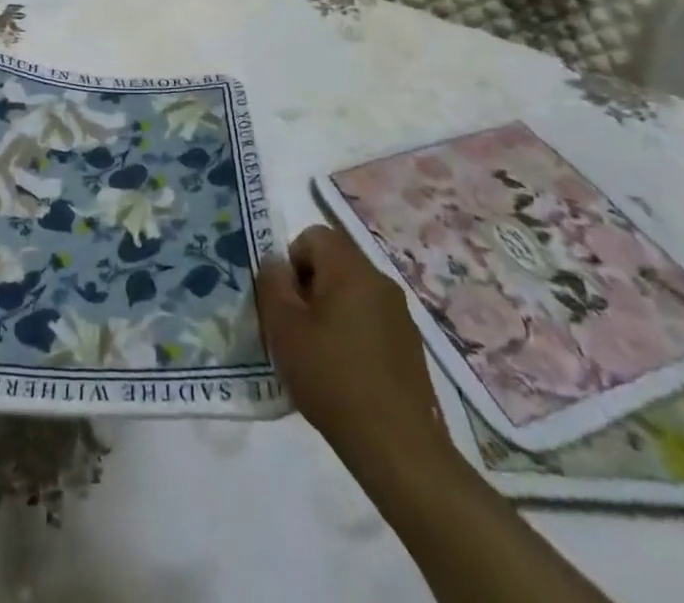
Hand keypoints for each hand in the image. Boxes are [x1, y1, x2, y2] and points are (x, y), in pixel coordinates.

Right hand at [257, 223, 450, 485]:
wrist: (399, 448)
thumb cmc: (333, 378)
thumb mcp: (284, 329)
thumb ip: (272, 284)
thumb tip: (275, 263)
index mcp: (351, 269)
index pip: (314, 235)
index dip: (292, 260)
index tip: (286, 301)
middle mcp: (380, 281)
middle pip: (335, 262)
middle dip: (310, 286)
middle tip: (296, 327)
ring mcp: (401, 314)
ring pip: (353, 292)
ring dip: (331, 310)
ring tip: (318, 353)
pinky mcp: (410, 346)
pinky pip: (371, 320)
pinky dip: (353, 333)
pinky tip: (345, 373)